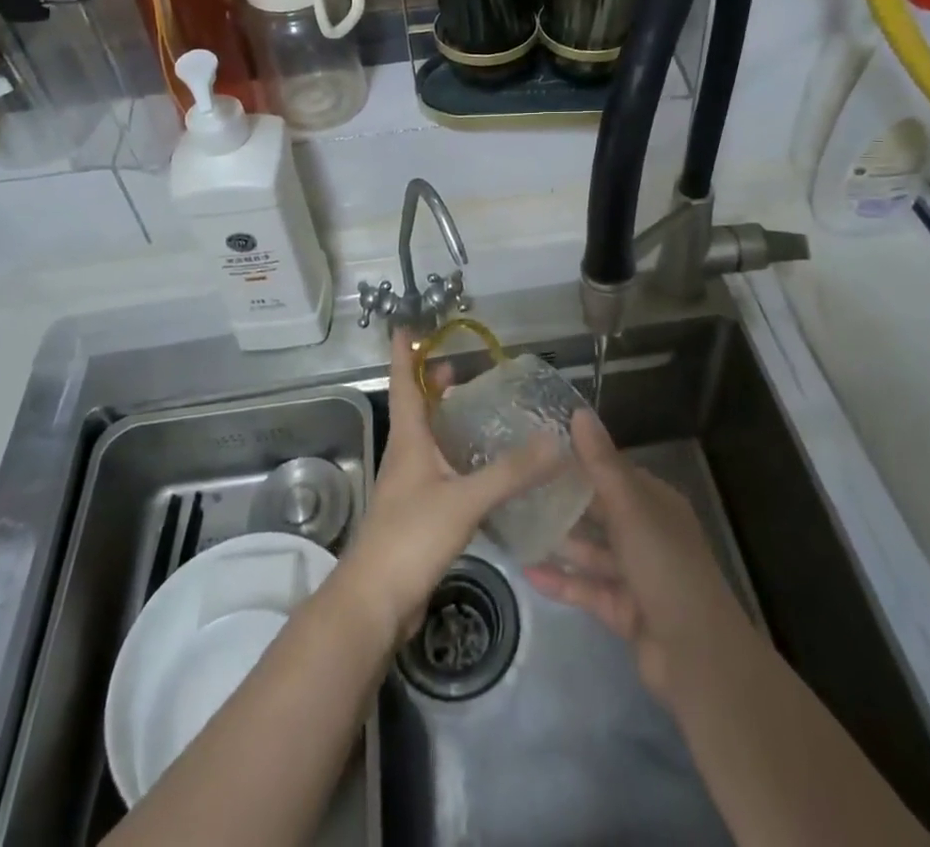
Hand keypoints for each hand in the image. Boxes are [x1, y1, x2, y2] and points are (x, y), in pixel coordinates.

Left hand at [335, 328, 562, 643]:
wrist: (375, 602)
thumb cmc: (411, 537)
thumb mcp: (464, 500)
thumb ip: (510, 473)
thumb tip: (554, 442)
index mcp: (408, 439)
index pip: (403, 383)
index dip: (405, 354)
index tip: (407, 326)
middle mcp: (406, 455)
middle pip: (416, 408)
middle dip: (433, 385)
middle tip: (463, 370)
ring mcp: (409, 486)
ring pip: (427, 440)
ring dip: (445, 420)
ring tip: (477, 412)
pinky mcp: (418, 513)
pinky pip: (438, 470)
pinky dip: (455, 457)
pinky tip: (481, 469)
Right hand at [525, 409, 754, 704]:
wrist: (698, 657)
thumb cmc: (665, 566)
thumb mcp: (630, 509)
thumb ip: (601, 464)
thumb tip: (579, 412)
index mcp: (655, 504)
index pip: (613, 473)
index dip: (579, 461)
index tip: (538, 451)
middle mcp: (647, 534)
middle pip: (600, 512)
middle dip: (564, 501)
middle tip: (518, 487)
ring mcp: (636, 575)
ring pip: (591, 551)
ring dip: (559, 541)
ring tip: (515, 527)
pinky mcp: (624, 611)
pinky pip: (587, 588)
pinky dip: (561, 580)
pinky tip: (526, 571)